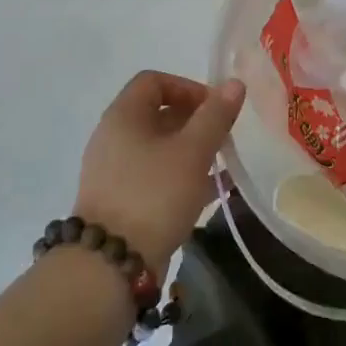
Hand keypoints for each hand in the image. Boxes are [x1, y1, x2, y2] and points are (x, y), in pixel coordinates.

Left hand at [74, 71, 244, 268]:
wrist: (111, 264)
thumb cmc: (154, 195)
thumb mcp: (193, 151)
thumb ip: (215, 116)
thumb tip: (234, 83)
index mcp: (123, 116)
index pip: (154, 81)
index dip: (188, 87)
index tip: (215, 109)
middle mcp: (113, 138)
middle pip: (156, 114)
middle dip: (195, 121)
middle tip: (223, 138)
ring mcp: (113, 171)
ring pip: (158, 148)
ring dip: (190, 151)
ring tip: (221, 166)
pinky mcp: (119, 201)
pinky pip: (153, 176)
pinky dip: (180, 176)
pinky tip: (209, 193)